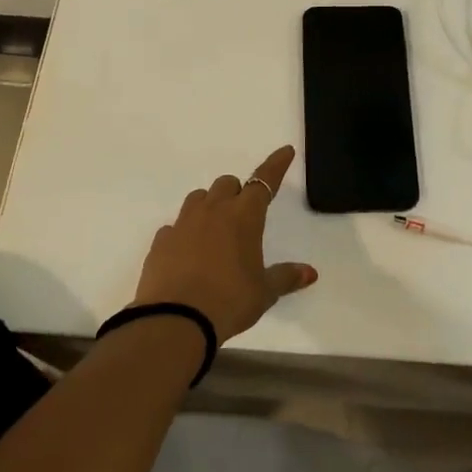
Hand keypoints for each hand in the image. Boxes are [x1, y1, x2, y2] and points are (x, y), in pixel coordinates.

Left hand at [133, 145, 316, 343]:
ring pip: (198, 198)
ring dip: (210, 205)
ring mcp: (183, 224)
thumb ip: (286, 277)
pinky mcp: (161, 241)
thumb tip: (310, 272)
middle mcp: (213, 211)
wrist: (175, 320)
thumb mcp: (264, 292)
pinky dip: (184, 232)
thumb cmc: (230, 301)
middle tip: (244, 214)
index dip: (276, 165)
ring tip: (215, 229)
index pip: (264, 181)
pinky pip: (175, 226)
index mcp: (244, 216)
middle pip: (227, 184)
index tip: (285, 151)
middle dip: (238, 192)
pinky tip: (188, 252)